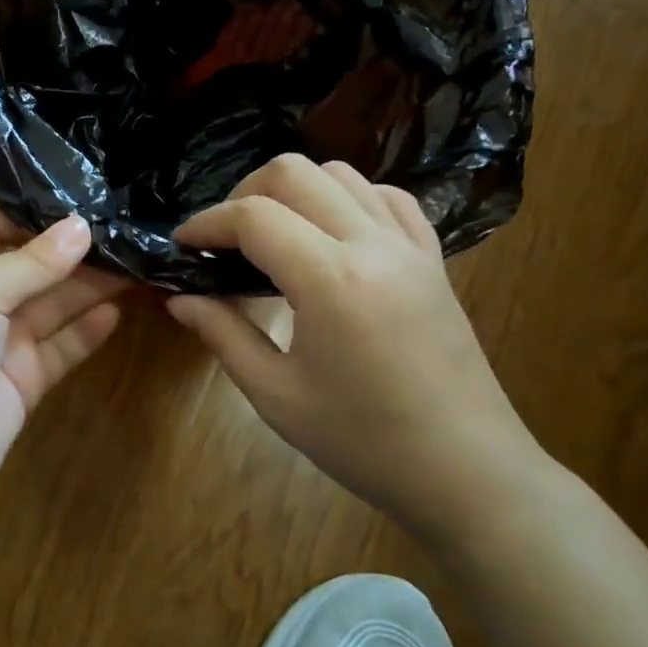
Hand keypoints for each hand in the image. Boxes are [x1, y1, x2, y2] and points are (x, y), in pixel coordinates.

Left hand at [0, 205, 124, 510]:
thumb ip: (30, 263)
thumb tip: (81, 226)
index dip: (29, 210)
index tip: (80, 195)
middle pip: (28, 263)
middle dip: (70, 248)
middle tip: (123, 227)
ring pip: (50, 304)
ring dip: (87, 285)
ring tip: (133, 260)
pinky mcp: (23, 380)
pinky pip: (60, 348)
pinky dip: (85, 331)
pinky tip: (116, 311)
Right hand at [166, 154, 543, 549]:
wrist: (468, 472)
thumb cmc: (364, 442)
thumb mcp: (276, 395)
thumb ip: (223, 334)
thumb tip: (179, 298)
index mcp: (330, 279)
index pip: (254, 217)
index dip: (207, 222)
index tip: (182, 245)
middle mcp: (372, 244)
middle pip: (294, 173)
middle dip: (244, 193)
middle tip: (223, 239)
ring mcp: (409, 246)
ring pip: (341, 174)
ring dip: (293, 191)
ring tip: (271, 235)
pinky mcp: (432, 258)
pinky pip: (386, 198)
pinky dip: (346, 198)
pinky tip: (330, 235)